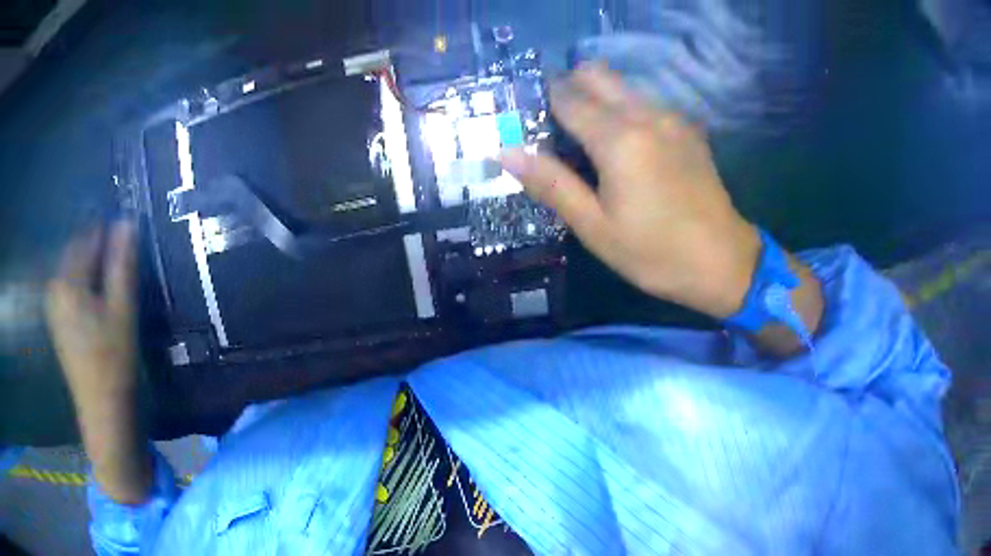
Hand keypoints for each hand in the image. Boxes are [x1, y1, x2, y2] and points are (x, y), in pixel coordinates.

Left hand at [46, 221, 137, 408]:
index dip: (110, 235)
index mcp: (67, 280)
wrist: (102, 412)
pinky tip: (98, 299)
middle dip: (99, 249)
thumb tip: (128, 220)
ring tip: (113, 282)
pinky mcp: (56, 319)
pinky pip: (69, 285)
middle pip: (78, 250)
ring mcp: (53, 304)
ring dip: (92, 267)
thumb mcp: (122, 311)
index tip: (129, 242)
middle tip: (123, 263)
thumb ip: (122, 264)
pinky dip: (84, 282)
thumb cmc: (113, 362)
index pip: (89, 237)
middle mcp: (55, 286)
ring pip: (73, 268)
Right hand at [501, 64, 760, 318]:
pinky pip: (645, 102)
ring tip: (592, 144)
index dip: (542, 105)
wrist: (725, 262)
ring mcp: (671, 118)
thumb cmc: (657, 253)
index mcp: (619, 139)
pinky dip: (626, 111)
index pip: (566, 96)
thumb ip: (551, 184)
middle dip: (570, 89)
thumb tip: (506, 152)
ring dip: (599, 100)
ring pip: (622, 86)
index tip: (533, 126)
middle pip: (596, 74)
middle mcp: (646, 115)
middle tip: (560, 130)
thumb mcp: (596, 228)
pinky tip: (628, 149)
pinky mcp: (687, 128)